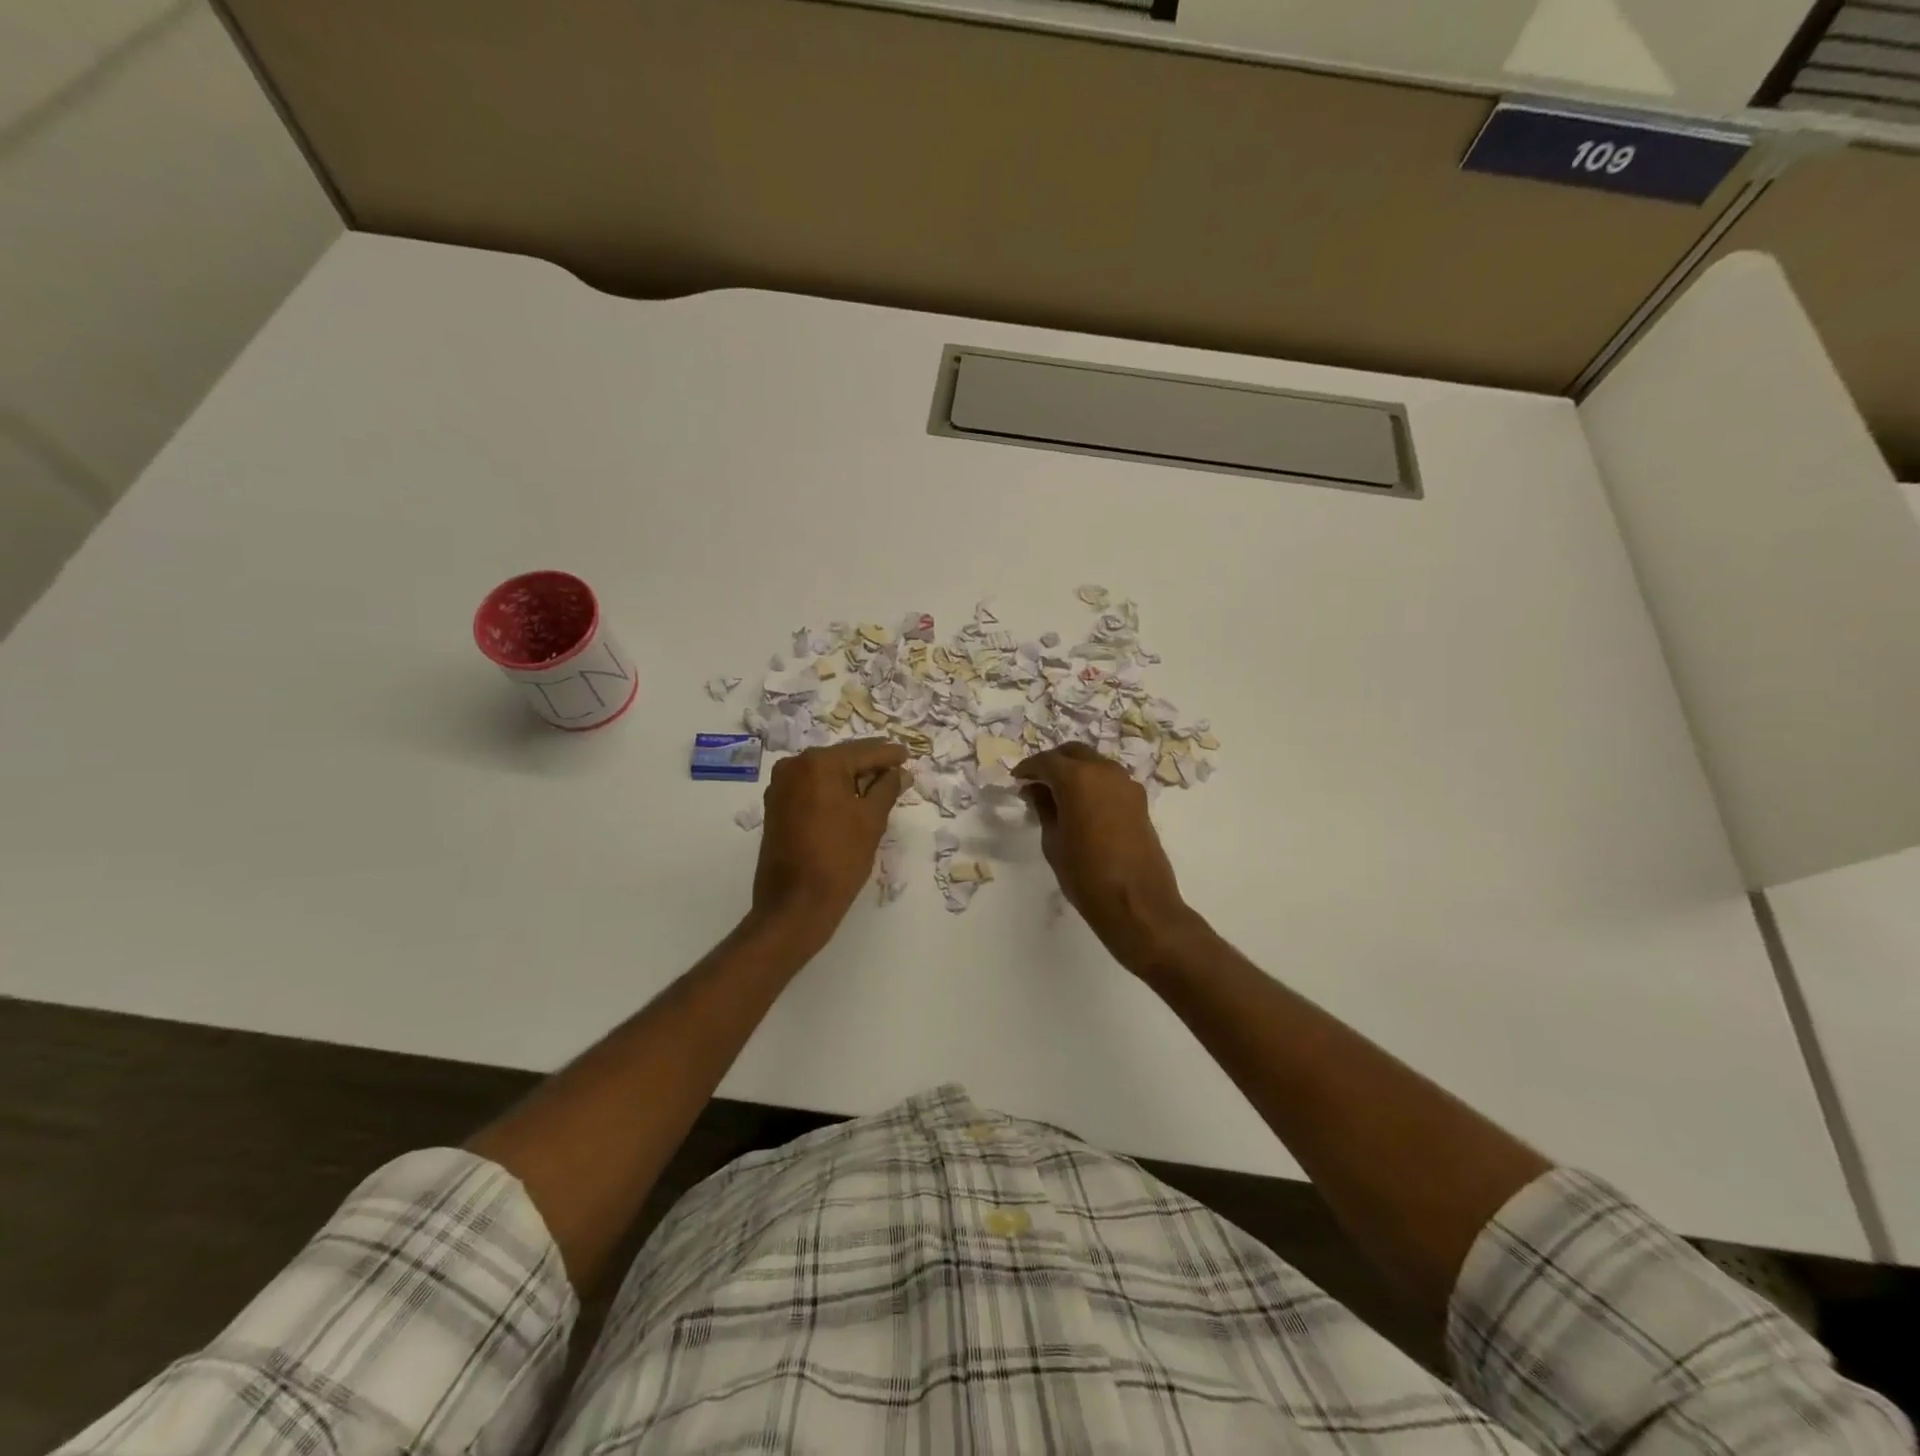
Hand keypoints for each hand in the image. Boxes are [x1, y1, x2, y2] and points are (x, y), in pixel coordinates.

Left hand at [752, 738, 907, 948]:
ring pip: (825, 773)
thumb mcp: (871, 820)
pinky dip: (832, 790)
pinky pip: (811, 787)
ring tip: (880, 783)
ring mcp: (780, 786)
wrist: (794, 904)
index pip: (863, 752)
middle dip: (869, 764)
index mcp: (818, 763)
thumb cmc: (839, 858)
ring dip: (851, 777)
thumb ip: (887, 788)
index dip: (888, 754)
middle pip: (842, 758)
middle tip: (897, 768)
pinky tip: (852, 798)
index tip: (907, 754)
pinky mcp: (776, 806)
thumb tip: (900, 772)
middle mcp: (794, 766)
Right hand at [1013, 743, 1198, 973]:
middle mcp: (1104, 771)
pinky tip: (1082, 806)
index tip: (1017, 781)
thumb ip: (1044, 808)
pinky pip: (1109, 780)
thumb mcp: (1053, 841)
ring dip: (1075, 771)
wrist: (1137, 903)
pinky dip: (1092, 783)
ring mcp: (1126, 784)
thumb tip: (1037, 790)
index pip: (1046, 761)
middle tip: (1036, 784)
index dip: (1028, 769)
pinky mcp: (1139, 800)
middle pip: (1073, 753)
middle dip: (1053, 763)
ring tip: (1058, 796)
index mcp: (1077, 778)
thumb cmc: (1085, 875)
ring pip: (1094, 763)